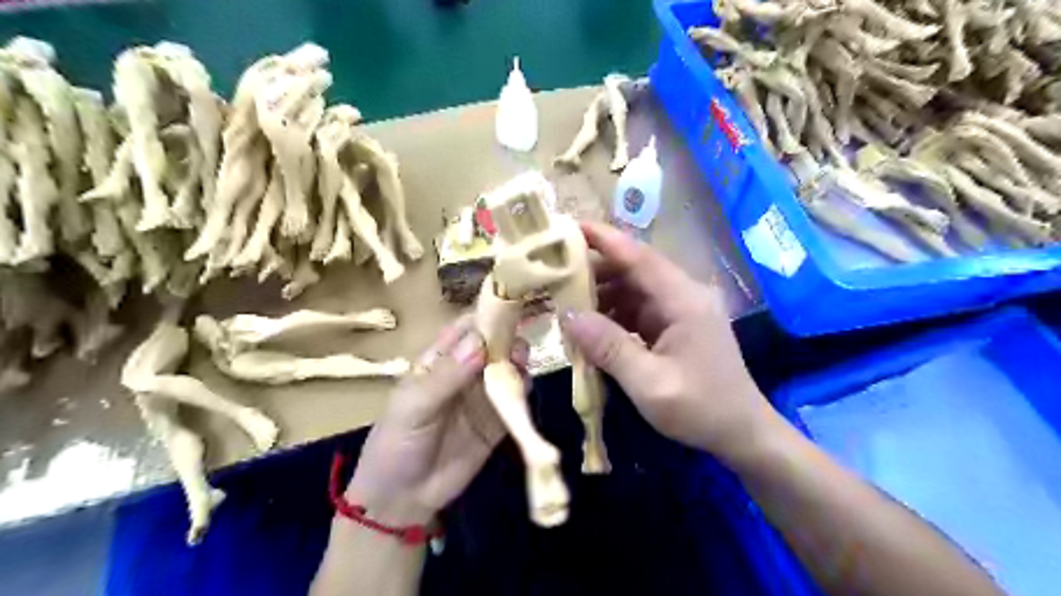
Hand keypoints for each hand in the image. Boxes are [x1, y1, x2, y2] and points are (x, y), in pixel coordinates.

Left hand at [345, 315, 525, 523]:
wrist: (402, 500)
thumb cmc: (396, 444)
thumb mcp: (414, 406)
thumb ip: (447, 376)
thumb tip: (480, 344)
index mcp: (438, 361)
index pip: (465, 329)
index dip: (485, 316)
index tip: (509, 306)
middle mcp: (464, 373)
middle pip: (492, 346)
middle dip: (508, 339)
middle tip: (518, 344)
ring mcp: (482, 397)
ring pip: (507, 370)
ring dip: (518, 362)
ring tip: (522, 363)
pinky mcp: (497, 422)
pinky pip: (515, 401)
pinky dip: (524, 391)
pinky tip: (526, 388)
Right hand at [558, 221, 776, 459]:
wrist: (743, 434)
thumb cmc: (701, 409)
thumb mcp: (650, 384)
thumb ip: (609, 347)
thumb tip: (567, 315)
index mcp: (684, 300)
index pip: (639, 257)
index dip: (604, 239)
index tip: (568, 226)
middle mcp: (683, 296)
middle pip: (633, 270)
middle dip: (594, 270)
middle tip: (553, 274)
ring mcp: (680, 311)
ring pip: (633, 290)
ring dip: (601, 295)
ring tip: (564, 301)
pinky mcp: (675, 326)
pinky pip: (638, 310)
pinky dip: (613, 315)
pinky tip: (590, 327)